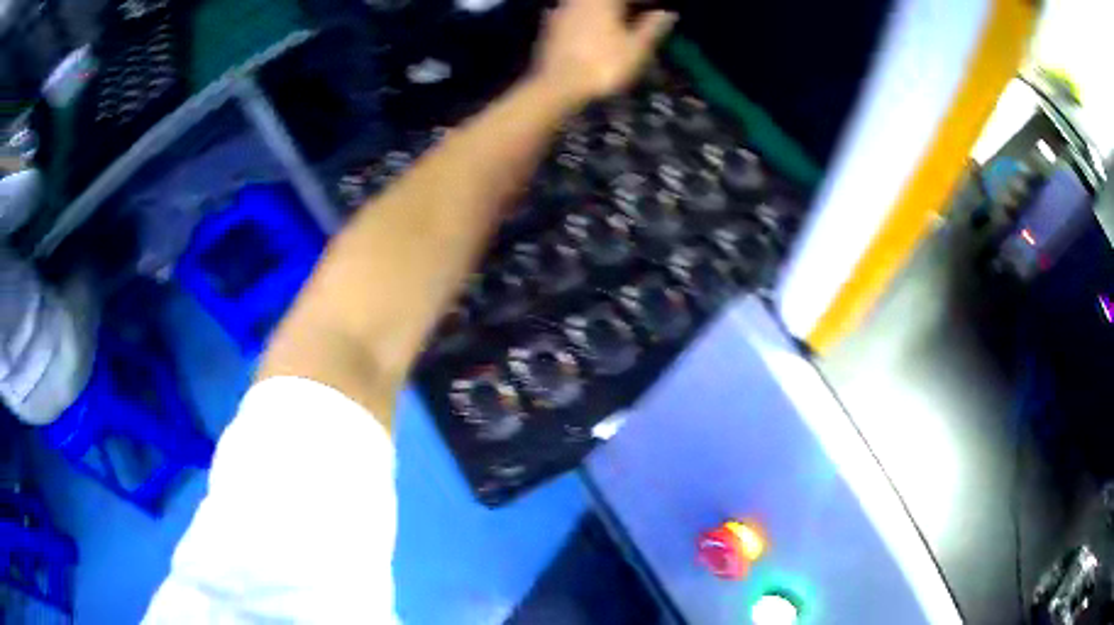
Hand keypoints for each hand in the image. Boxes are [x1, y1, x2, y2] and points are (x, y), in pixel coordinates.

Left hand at [532, 0, 676, 106]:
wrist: (557, 86)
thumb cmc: (603, 65)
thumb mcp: (637, 48)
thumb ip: (653, 27)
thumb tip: (668, 14)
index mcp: (603, 0)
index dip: (647, 2)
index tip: (659, 8)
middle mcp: (580, 0)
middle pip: (606, 0)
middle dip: (625, 6)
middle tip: (640, 13)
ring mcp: (562, 10)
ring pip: (587, 4)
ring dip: (605, 10)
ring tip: (619, 20)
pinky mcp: (550, 26)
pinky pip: (573, 13)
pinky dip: (587, 17)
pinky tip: (592, 27)